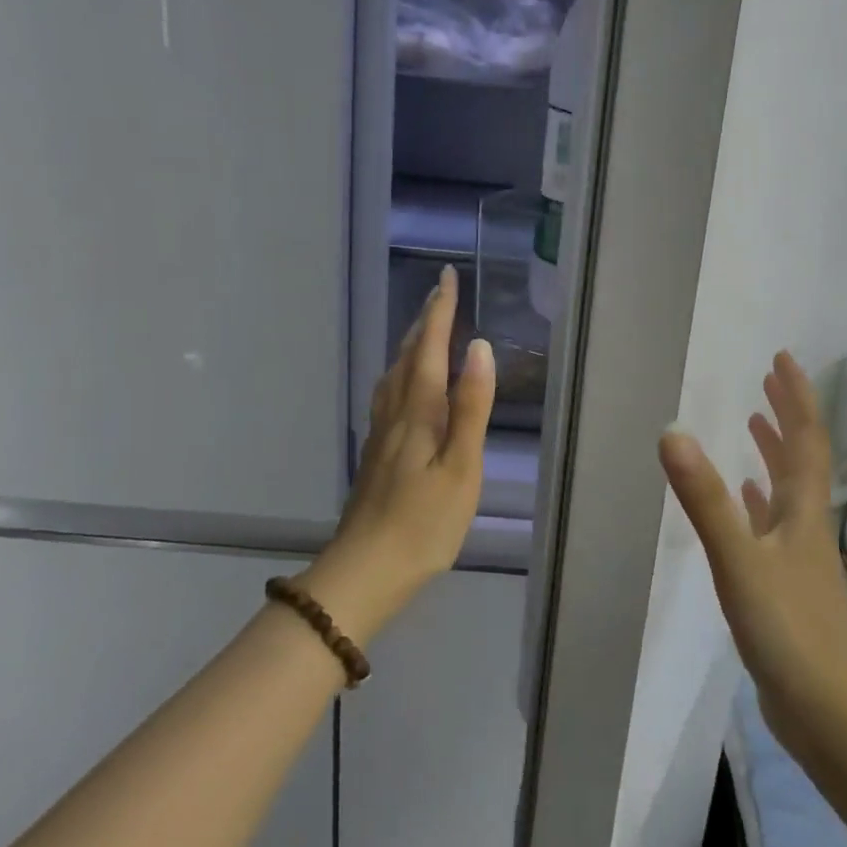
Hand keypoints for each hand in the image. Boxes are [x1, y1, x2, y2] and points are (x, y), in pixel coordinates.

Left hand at [300, 265, 495, 640]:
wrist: (366, 569)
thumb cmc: (424, 522)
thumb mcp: (461, 467)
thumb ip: (471, 407)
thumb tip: (480, 348)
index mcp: (419, 411)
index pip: (431, 347)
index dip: (441, 311)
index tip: (447, 277)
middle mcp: (396, 412)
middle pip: (410, 355)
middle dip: (426, 320)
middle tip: (440, 291)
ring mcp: (383, 432)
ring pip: (396, 373)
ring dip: (412, 343)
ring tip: (425, 326)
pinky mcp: (379, 451)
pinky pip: (391, 392)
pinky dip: (403, 370)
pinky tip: (405, 383)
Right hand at [659, 352, 846, 748]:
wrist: (826, 712)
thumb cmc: (788, 630)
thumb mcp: (739, 560)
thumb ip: (706, 499)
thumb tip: (672, 433)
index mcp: (802, 511)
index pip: (806, 440)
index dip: (797, 397)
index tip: (782, 359)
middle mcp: (805, 525)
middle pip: (801, 459)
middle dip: (787, 416)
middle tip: (769, 381)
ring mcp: (798, 557)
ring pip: (788, 491)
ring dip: (774, 453)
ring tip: (756, 423)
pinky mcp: (787, 586)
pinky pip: (773, 526)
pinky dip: (761, 502)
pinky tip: (749, 500)